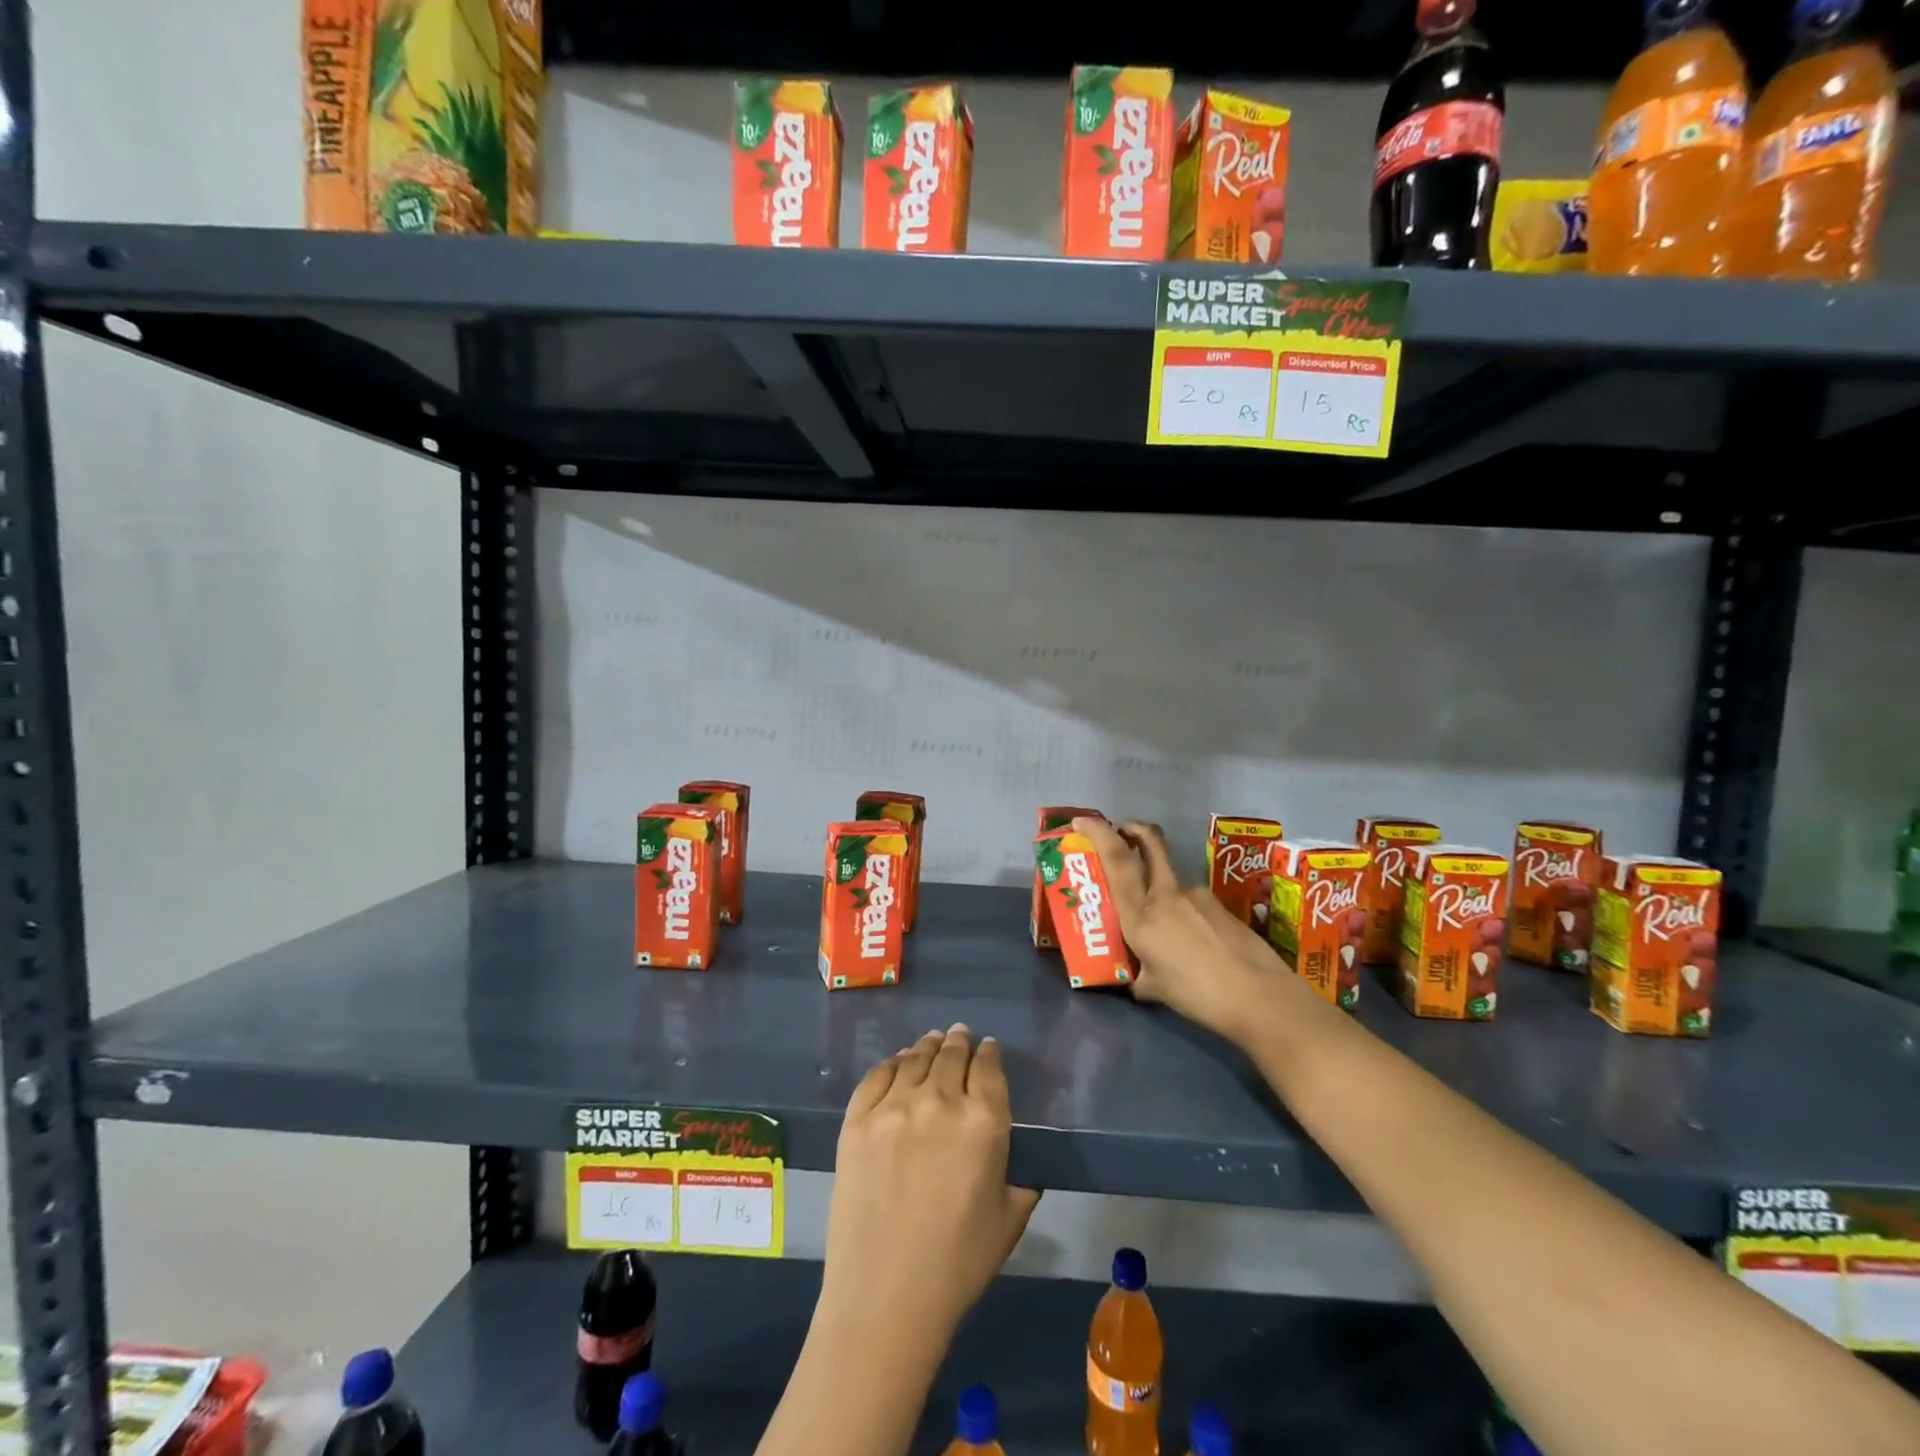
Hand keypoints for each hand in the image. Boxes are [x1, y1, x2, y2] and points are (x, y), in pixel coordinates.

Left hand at [821, 1025, 1041, 1342]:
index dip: (990, 1053)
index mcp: (984, 1122)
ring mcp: (894, 1107)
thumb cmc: (958, 1264)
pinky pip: (877, 1076)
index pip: (989, 1068)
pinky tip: (897, 1061)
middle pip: (952, 1055)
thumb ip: (1019, 1175)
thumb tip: (1017, 1156)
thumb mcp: (1009, 1218)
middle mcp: (940, 1101)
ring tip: (932, 1041)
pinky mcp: (857, 1120)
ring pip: (915, 1059)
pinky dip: (891, 1063)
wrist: (886, 1297)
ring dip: (928, 1046)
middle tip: (960, 1035)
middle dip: (960, 1042)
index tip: (988, 1047)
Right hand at [1073, 816, 1296, 1040]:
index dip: (1097, 833)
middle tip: (1122, 832)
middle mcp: (1167, 895)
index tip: (1081, 822)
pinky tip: (1193, 944)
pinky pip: (1191, 902)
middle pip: (1150, 842)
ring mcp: (1197, 896)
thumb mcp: (1154, 988)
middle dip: (1133, 830)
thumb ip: (1138, 973)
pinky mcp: (1220, 906)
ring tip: (1163, 929)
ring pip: (1170, 879)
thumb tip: (1134, 975)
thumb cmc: (1198, 994)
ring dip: (1159, 889)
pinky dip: (1183, 913)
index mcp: (1141, 914)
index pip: (1116, 859)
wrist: (1261, 997)